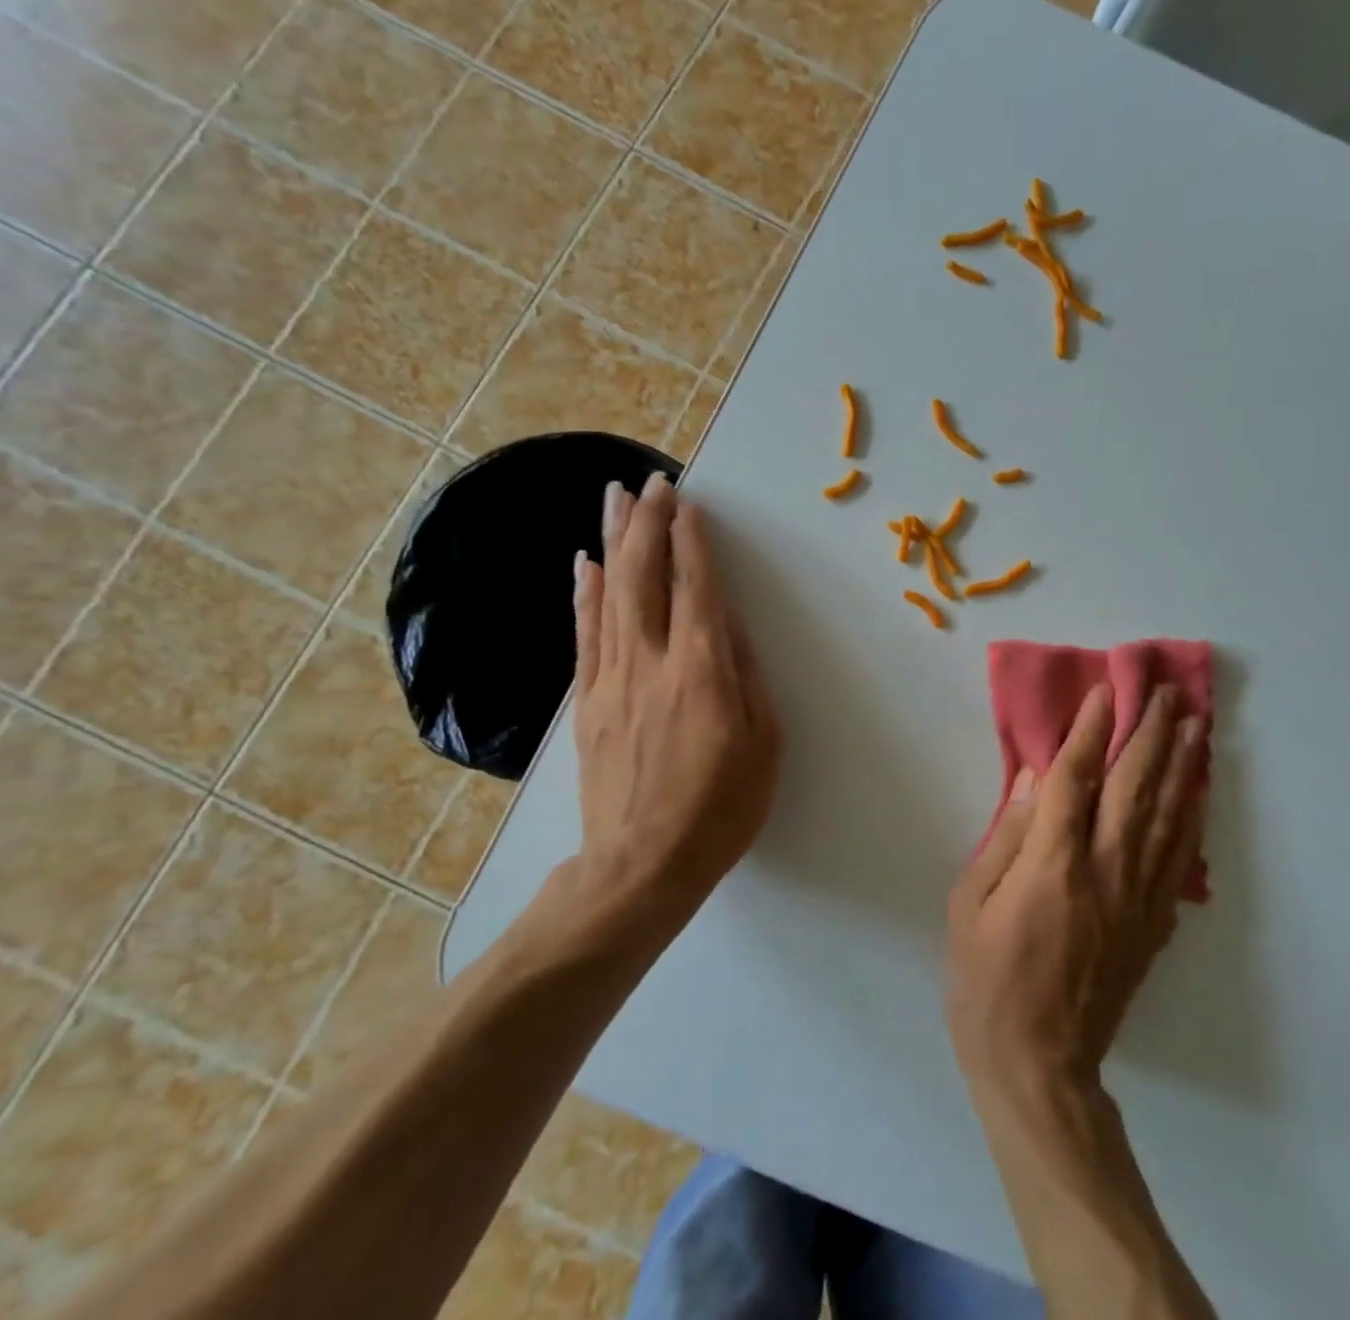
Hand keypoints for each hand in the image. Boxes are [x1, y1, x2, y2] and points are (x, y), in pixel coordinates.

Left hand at [569, 473, 782, 914]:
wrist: (640, 868)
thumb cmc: (720, 810)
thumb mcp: (764, 746)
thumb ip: (748, 679)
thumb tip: (732, 628)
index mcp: (703, 673)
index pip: (696, 590)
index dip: (692, 543)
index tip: (689, 503)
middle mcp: (652, 664)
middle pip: (645, 578)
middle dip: (649, 524)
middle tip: (652, 481)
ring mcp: (612, 681)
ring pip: (610, 596)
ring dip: (615, 542)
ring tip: (615, 498)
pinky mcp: (588, 702)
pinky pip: (586, 634)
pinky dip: (586, 594)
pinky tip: (586, 564)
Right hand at [946, 684, 1205, 1099]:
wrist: (1039, 1067)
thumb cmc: (987, 983)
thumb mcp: (970, 906)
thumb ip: (1006, 839)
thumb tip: (1035, 783)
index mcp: (1054, 865)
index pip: (1077, 779)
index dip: (1091, 731)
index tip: (1105, 692)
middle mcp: (1106, 871)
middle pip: (1134, 787)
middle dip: (1152, 733)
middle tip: (1168, 692)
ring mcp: (1137, 899)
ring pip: (1167, 817)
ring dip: (1182, 766)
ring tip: (1196, 725)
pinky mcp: (1153, 925)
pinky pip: (1178, 860)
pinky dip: (1191, 819)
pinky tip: (1198, 792)